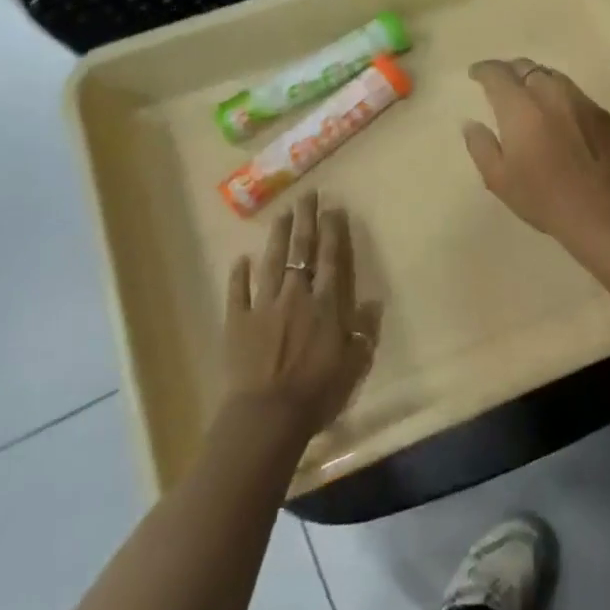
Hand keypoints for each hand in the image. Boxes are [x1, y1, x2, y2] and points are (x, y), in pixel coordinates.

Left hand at [221, 192, 378, 438]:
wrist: (268, 414)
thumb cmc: (317, 392)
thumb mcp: (352, 365)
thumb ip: (363, 332)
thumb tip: (373, 304)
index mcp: (325, 304)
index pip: (332, 259)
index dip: (333, 232)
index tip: (333, 208)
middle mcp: (295, 295)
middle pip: (302, 251)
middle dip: (306, 221)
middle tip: (307, 196)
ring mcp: (263, 305)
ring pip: (271, 262)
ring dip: (277, 237)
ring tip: (281, 213)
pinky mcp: (237, 320)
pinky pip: (238, 291)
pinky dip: (239, 274)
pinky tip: (241, 259)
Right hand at [461, 59, 609, 245]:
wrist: (605, 214)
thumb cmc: (544, 199)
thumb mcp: (499, 179)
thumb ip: (481, 146)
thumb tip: (472, 123)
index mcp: (521, 108)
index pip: (498, 74)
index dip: (483, 70)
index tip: (475, 74)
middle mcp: (552, 95)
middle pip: (527, 67)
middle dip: (510, 70)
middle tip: (500, 84)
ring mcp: (582, 102)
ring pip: (554, 76)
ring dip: (536, 79)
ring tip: (528, 94)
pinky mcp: (604, 115)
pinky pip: (575, 94)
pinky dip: (559, 97)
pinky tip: (559, 116)